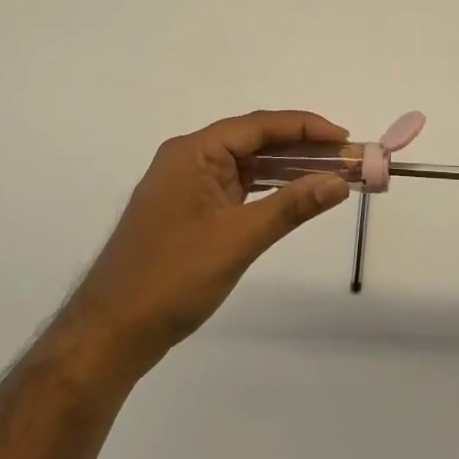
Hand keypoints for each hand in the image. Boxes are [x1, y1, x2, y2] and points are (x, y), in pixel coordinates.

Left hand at [65, 111, 350, 376]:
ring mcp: (187, 186)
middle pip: (254, 142)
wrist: (111, 333)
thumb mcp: (238, 239)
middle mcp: (188, 159)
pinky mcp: (189, 211)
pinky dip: (268, 190)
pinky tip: (295, 196)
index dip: (306, 128)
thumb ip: (291, 206)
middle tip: (347, 160)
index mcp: (193, 152)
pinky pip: (237, 188)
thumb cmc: (172, 278)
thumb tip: (339, 182)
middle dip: (302, 149)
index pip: (258, 126)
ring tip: (331, 175)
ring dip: (287, 170)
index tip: (345, 139)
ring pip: (247, 166)